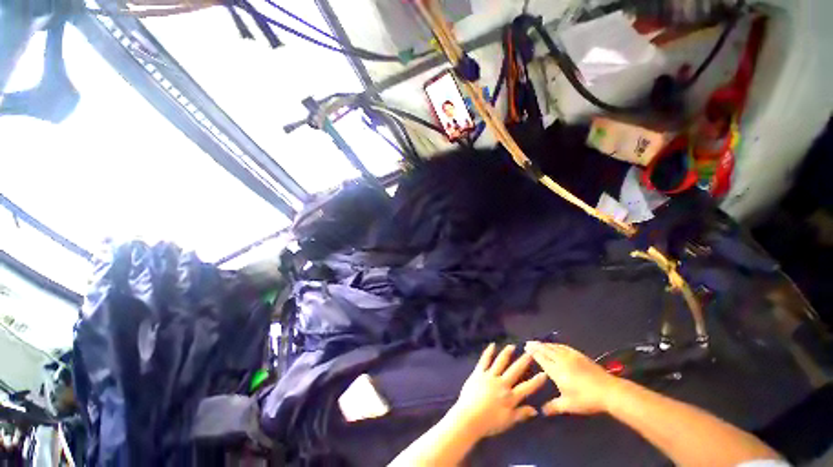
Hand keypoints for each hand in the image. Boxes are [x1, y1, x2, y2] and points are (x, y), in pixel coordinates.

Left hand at [448, 343, 547, 439]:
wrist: (469, 417)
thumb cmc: (489, 423)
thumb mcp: (508, 422)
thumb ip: (521, 414)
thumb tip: (535, 410)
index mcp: (510, 397)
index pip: (527, 387)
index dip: (536, 381)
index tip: (544, 373)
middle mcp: (502, 383)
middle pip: (515, 370)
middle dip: (523, 361)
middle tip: (530, 352)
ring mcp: (490, 376)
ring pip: (500, 362)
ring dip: (507, 353)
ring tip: (512, 346)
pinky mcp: (479, 372)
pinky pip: (484, 360)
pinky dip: (488, 352)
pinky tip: (492, 345)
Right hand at [524, 342, 619, 415]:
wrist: (608, 391)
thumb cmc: (586, 399)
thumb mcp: (568, 405)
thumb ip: (553, 407)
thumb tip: (541, 411)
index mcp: (556, 371)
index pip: (541, 358)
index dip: (533, 352)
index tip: (526, 347)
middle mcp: (561, 360)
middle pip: (546, 350)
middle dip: (536, 345)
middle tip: (529, 342)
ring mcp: (571, 356)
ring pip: (554, 347)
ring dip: (545, 344)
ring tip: (539, 343)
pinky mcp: (579, 355)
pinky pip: (563, 346)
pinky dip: (556, 344)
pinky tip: (555, 345)